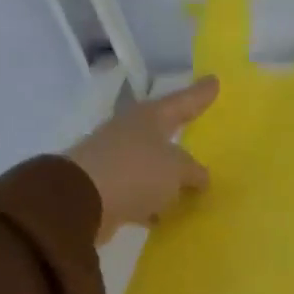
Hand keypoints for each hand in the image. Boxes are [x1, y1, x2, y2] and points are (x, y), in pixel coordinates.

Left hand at [64, 76, 218, 241]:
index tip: (215, 80)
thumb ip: (193, 171)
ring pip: (151, 164)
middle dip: (179, 133)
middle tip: (199, 129)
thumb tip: (200, 177)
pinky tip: (167, 213)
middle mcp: (131, 132)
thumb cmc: (136, 172)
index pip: (182, 102)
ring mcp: (115, 159)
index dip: (200, 94)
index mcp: (150, 118)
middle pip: (162, 130)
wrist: (78, 201)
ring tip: (192, 185)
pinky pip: (139, 191)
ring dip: (168, 174)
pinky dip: (153, 200)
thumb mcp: (177, 169)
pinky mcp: (106, 187)